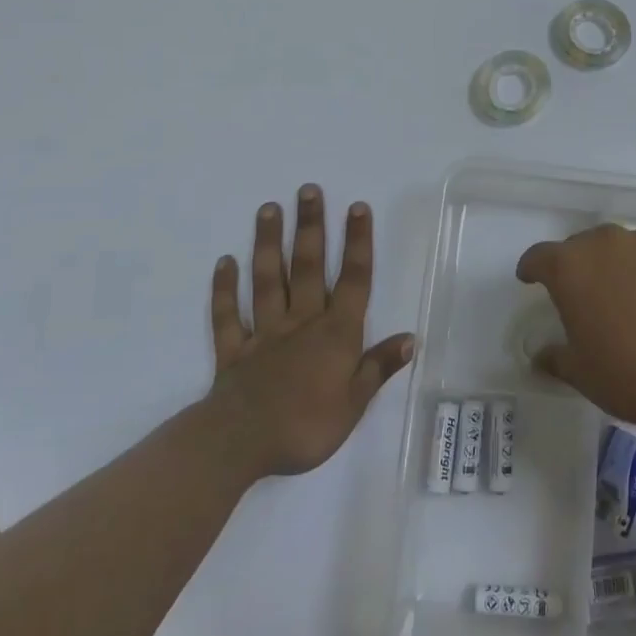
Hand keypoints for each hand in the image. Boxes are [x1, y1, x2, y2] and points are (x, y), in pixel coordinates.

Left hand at [208, 186, 414, 476]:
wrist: (240, 445)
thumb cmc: (306, 427)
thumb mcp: (354, 404)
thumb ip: (378, 367)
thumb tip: (410, 337)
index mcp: (335, 334)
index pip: (353, 281)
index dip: (357, 243)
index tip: (357, 207)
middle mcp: (301, 323)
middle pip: (307, 267)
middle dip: (310, 227)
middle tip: (308, 190)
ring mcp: (264, 333)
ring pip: (267, 281)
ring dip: (268, 244)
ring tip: (269, 209)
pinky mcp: (234, 350)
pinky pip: (228, 315)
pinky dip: (224, 289)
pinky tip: (224, 263)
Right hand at [515, 224, 635, 439]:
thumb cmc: (632, 376)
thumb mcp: (582, 374)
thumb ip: (556, 357)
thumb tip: (541, 355)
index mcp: (571, 267)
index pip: (539, 257)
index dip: (533, 268)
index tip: (531, 279)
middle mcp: (608, 242)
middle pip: (584, 246)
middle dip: (582, 267)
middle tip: (589, 297)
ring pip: (627, 246)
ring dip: (623, 265)